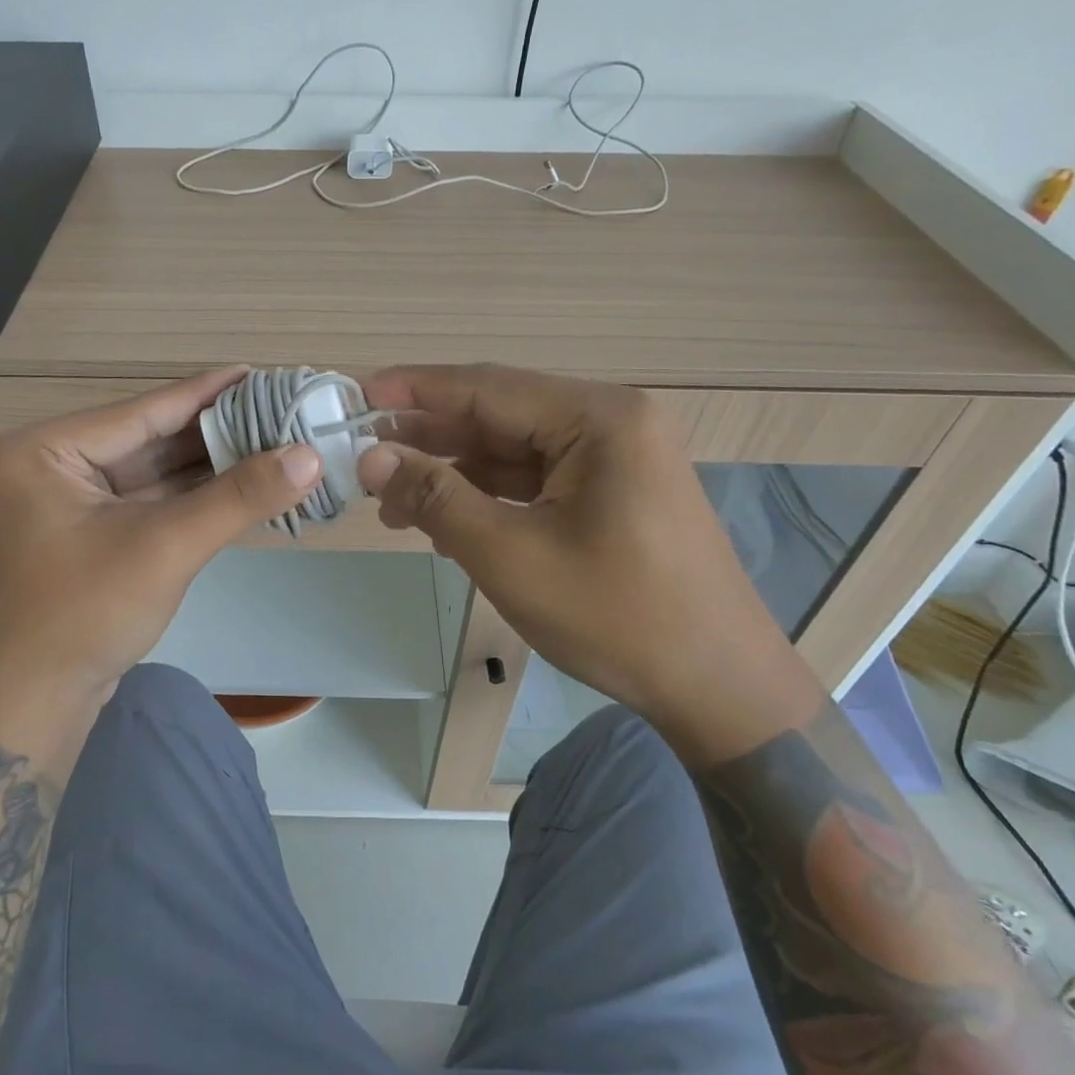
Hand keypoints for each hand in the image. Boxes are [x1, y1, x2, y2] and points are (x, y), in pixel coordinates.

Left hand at [0, 368, 321, 706]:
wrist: (30, 707)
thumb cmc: (83, 615)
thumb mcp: (165, 547)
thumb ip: (238, 497)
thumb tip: (310, 455)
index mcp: (43, 451)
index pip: (142, 412)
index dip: (207, 393)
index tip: (259, 373)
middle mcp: (48, 467)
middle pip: (148, 440)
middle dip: (214, 432)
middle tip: (276, 410)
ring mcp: (65, 504)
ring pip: (150, 474)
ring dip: (208, 465)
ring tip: (270, 442)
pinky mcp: (84, 537)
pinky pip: (146, 503)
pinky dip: (191, 498)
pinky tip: (238, 483)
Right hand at [356, 364, 819, 757]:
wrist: (717, 686)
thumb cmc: (616, 617)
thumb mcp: (511, 556)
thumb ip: (437, 498)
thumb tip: (371, 458)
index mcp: (599, 419)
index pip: (487, 388)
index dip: (416, 389)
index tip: (357, 392)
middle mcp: (610, 423)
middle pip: (499, 415)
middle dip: (429, 438)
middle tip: (364, 456)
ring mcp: (616, 458)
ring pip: (513, 451)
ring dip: (454, 472)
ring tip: (391, 501)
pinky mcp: (613, 492)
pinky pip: (535, 480)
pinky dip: (488, 496)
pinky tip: (445, 519)